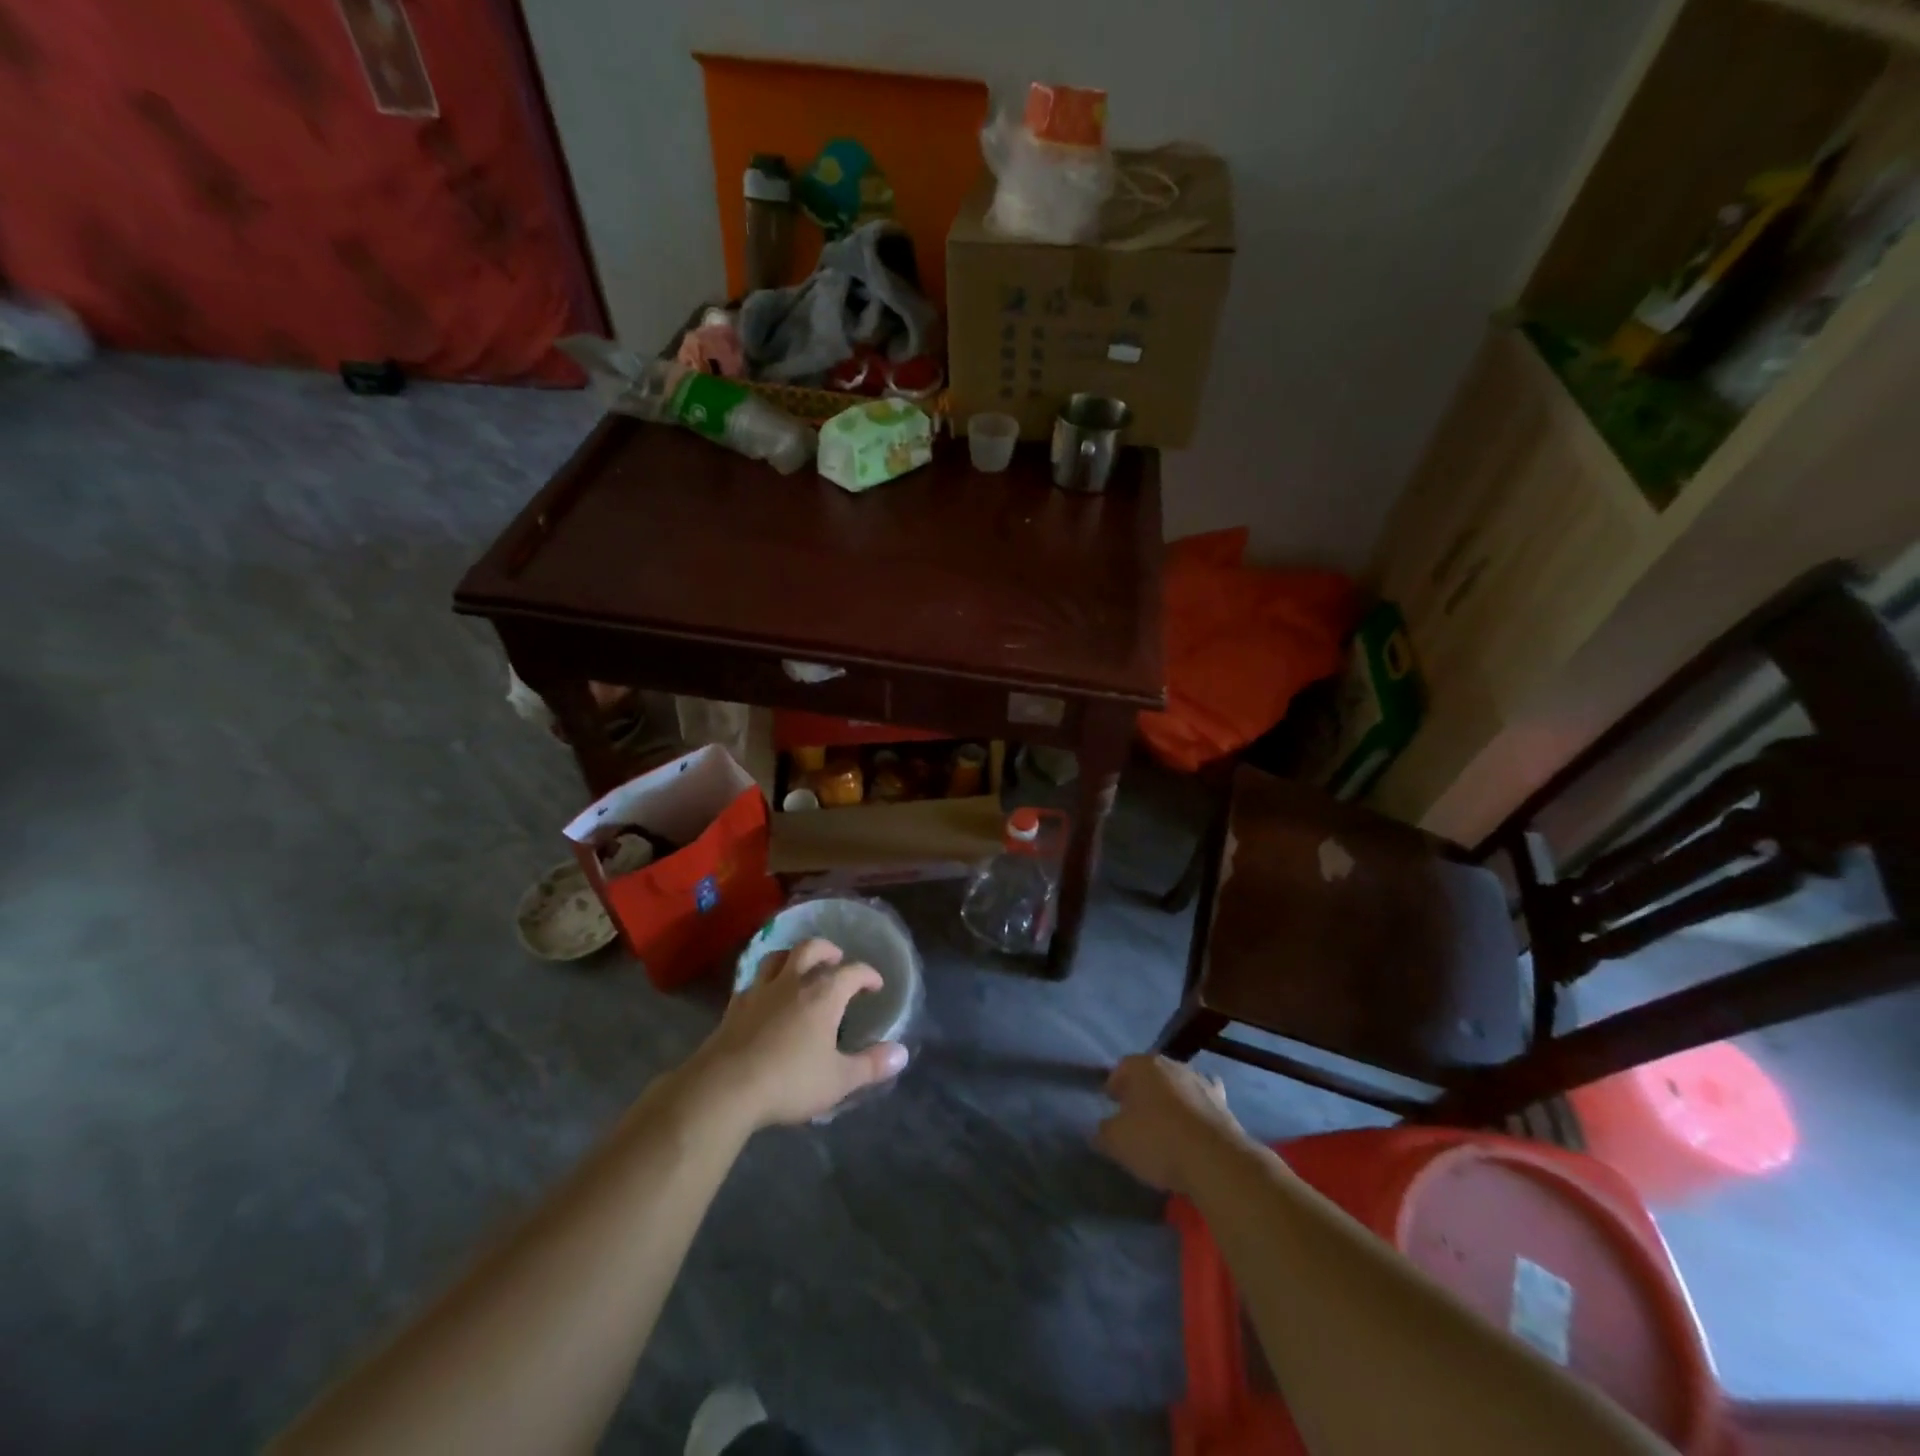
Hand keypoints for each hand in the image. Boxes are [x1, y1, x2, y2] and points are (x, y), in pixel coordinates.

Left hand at [682, 938, 908, 1131]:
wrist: (725, 1088)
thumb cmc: (789, 1081)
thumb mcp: (839, 1080)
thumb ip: (871, 1065)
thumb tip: (902, 1053)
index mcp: (823, 995)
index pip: (852, 972)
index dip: (867, 974)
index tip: (875, 984)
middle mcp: (793, 982)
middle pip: (811, 948)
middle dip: (828, 950)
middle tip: (837, 960)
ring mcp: (760, 991)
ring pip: (777, 957)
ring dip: (793, 956)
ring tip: (800, 968)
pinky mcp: (735, 1006)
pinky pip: (752, 981)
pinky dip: (765, 981)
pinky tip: (765, 995)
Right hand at [1095, 1054, 1247, 1195]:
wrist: (1216, 1160)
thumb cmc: (1157, 1142)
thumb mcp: (1116, 1141)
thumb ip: (1104, 1132)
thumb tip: (1103, 1130)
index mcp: (1143, 1066)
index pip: (1122, 1067)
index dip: (1114, 1085)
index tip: (1111, 1104)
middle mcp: (1173, 1065)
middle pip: (1151, 1074)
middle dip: (1142, 1091)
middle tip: (1135, 1115)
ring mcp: (1201, 1082)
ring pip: (1178, 1087)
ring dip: (1171, 1100)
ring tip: (1165, 1126)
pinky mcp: (1224, 1104)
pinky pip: (1203, 1104)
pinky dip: (1196, 1112)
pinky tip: (1194, 1129)